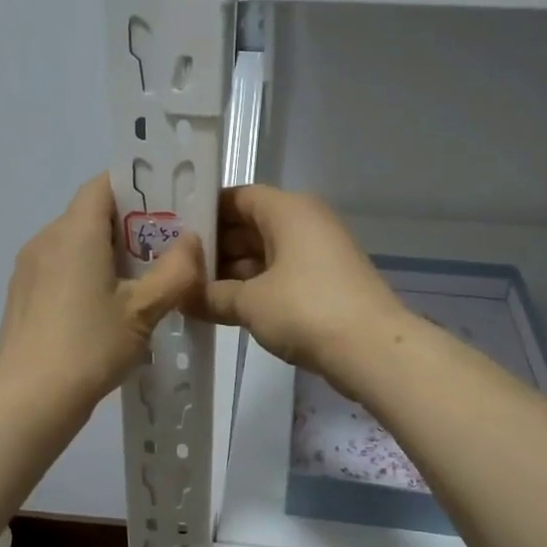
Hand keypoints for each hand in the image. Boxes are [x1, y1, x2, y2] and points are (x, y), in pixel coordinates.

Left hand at [0, 175, 204, 414]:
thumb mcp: (143, 311)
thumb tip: (192, 242)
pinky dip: (84, 274)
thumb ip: (175, 272)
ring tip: (138, 283)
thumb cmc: (89, 346)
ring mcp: (28, 269)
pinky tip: (103, 309)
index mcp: (74, 232)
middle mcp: (46, 239)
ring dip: (106, 253)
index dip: (136, 188)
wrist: (28, 399)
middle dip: (128, 226)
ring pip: (73, 243)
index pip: (103, 184)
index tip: (166, 208)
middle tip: (164, 251)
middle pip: (89, 214)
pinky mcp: (21, 295)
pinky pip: (58, 268)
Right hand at [196, 185, 407, 388]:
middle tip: (176, 268)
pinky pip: (281, 275)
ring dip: (233, 272)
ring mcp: (319, 253)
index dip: (205, 212)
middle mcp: (306, 222)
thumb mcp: (250, 303)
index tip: (174, 233)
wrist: (372, 349)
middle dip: (215, 248)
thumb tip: (181, 297)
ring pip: (265, 253)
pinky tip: (225, 307)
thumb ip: (211, 296)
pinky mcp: (326, 282)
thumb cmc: (305, 310)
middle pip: (250, 225)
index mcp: (288, 210)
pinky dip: (255, 288)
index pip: (237, 197)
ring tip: (192, 291)